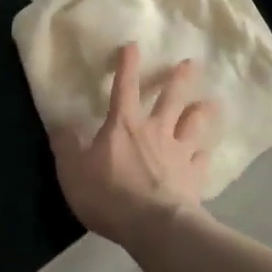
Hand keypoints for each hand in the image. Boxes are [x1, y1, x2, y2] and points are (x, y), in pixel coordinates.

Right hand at [51, 42, 218, 244]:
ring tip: (211, 102)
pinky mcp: (194, 177)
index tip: (133, 45)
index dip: (127, 65)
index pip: (124, 87)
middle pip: (170, 98)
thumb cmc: (109, 194)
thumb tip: (60, 123)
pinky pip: (202, 160)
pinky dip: (204, 154)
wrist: (153, 226)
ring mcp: (178, 153)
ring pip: (194, 125)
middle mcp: (155, 131)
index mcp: (124, 125)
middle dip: (179, 79)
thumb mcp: (73, 170)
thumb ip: (66, 145)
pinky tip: (206, 153)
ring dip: (202, 112)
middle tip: (192, 63)